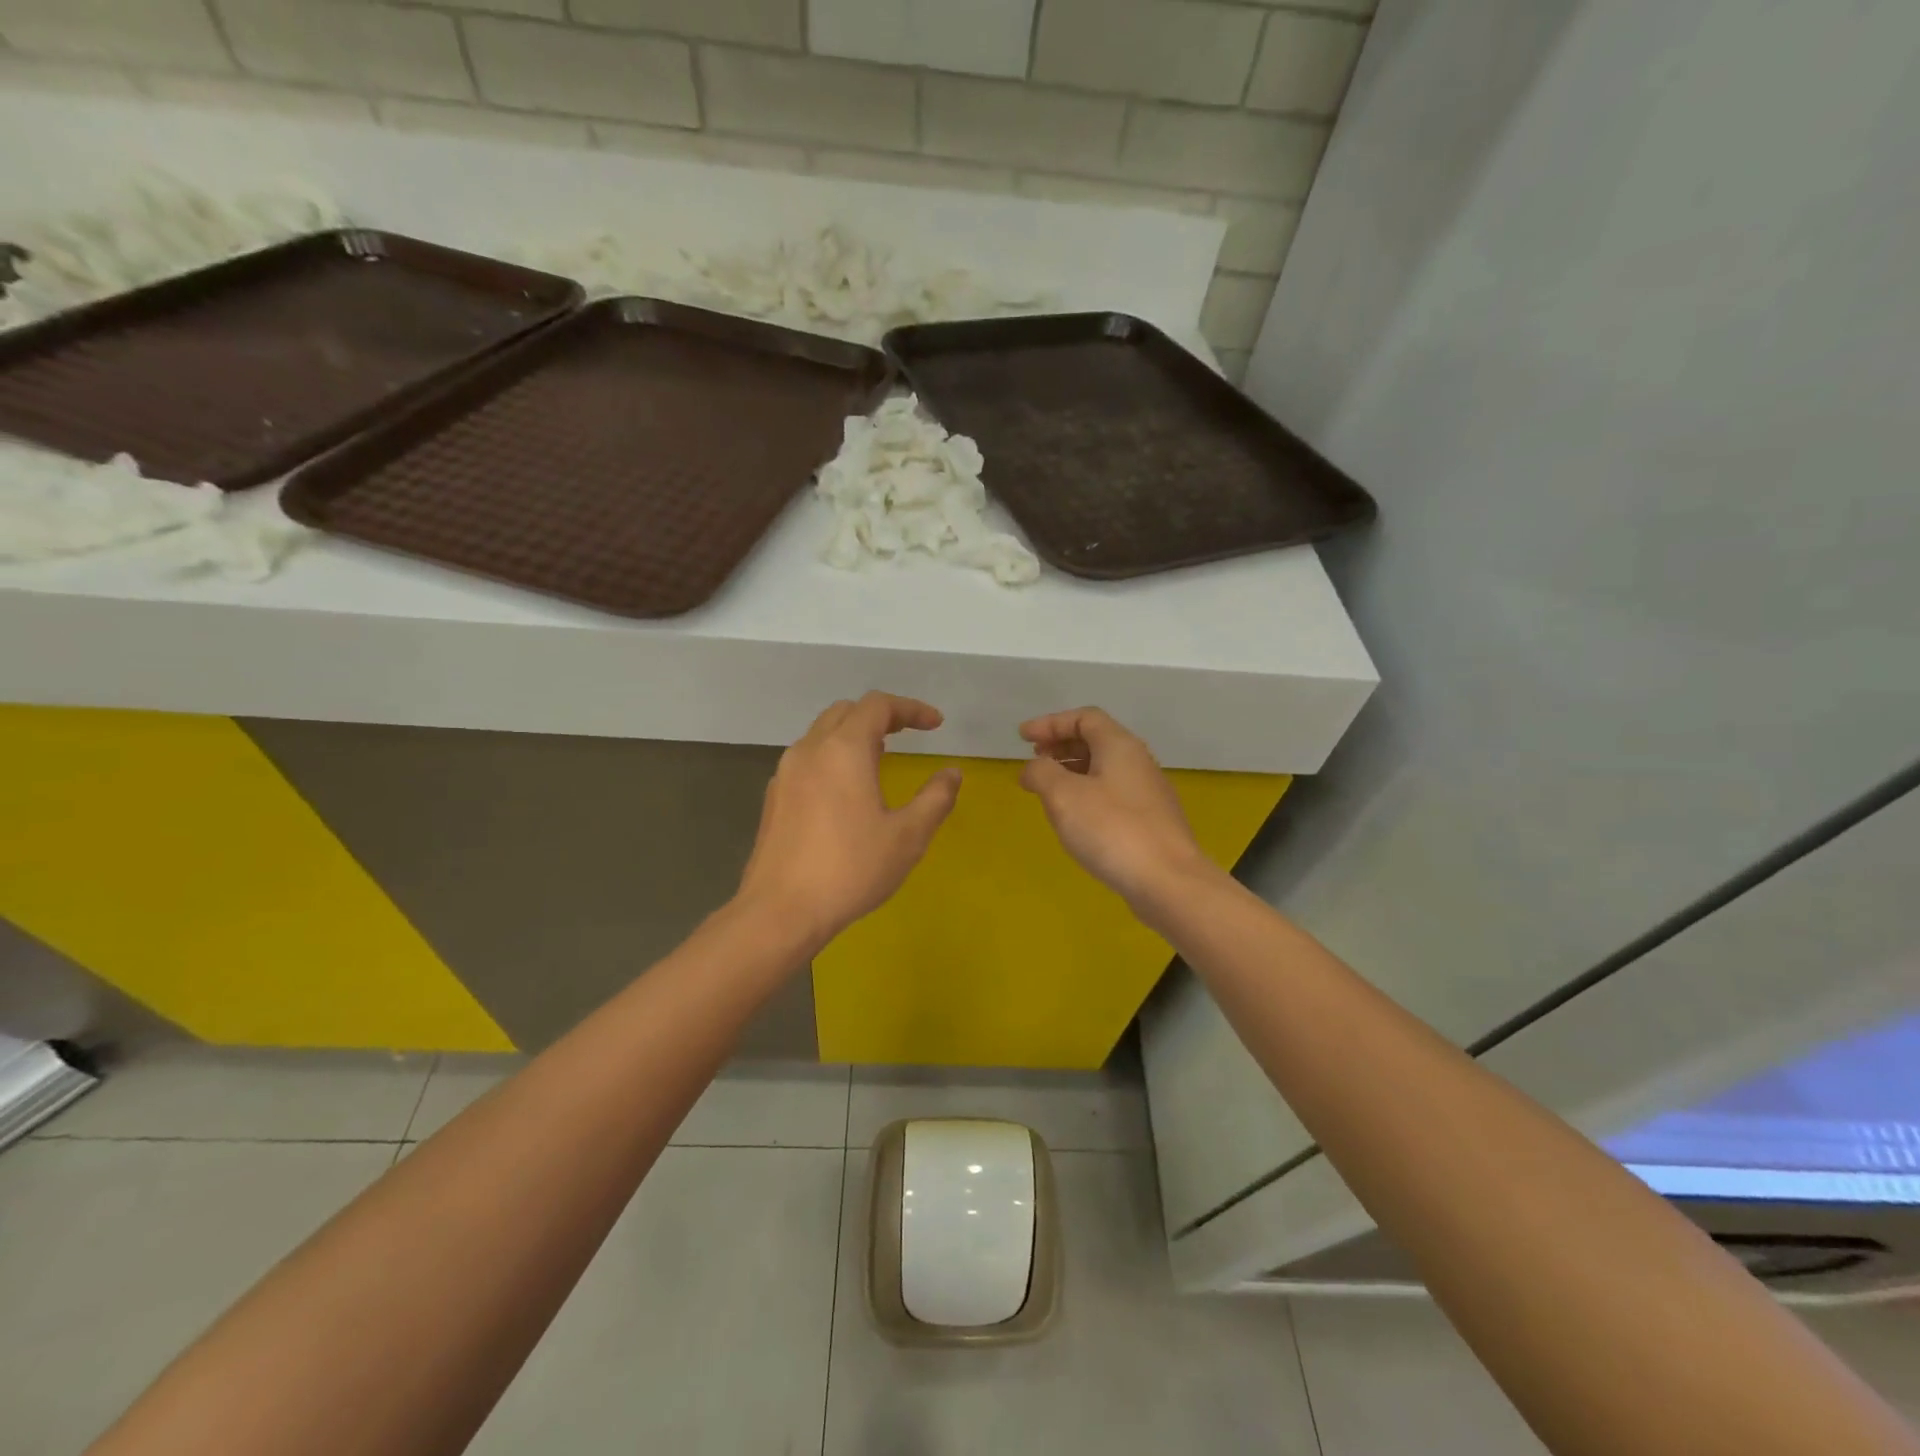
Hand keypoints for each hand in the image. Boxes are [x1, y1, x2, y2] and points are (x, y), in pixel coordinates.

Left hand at [739, 692, 960, 948]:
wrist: (780, 911)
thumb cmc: (850, 870)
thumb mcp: (907, 837)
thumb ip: (935, 798)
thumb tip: (952, 773)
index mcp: (843, 749)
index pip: (878, 705)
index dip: (911, 708)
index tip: (935, 725)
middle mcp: (810, 749)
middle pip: (846, 712)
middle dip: (880, 715)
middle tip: (908, 734)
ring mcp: (786, 773)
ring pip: (822, 733)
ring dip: (854, 734)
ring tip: (880, 757)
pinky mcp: (774, 797)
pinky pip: (807, 759)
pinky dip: (833, 756)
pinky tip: (846, 790)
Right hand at [1019, 707, 1216, 907]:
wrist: (1168, 881)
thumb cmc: (1112, 830)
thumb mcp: (1063, 796)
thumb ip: (1041, 773)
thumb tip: (1034, 768)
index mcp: (1120, 746)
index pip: (1084, 718)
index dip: (1050, 723)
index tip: (1022, 737)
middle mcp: (1138, 762)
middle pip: (1096, 740)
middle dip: (1061, 745)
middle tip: (1034, 759)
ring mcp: (1148, 793)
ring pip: (1104, 768)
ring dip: (1072, 770)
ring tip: (1047, 788)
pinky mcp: (1150, 821)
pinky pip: (1112, 793)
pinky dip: (1087, 793)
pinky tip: (1074, 817)